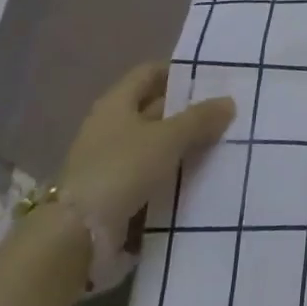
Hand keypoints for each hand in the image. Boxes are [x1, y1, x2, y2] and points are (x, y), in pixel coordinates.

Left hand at [57, 63, 234, 236]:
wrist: (78, 234)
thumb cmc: (122, 169)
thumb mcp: (168, 138)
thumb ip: (199, 118)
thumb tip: (228, 101)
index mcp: (116, 103)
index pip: (149, 73)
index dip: (177, 71)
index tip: (210, 77)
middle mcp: (110, 126)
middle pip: (153, 108)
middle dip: (187, 110)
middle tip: (225, 112)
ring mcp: (110, 160)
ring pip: (155, 143)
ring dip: (183, 143)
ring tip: (221, 142)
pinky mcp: (115, 190)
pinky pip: (151, 172)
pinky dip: (172, 171)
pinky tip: (200, 174)